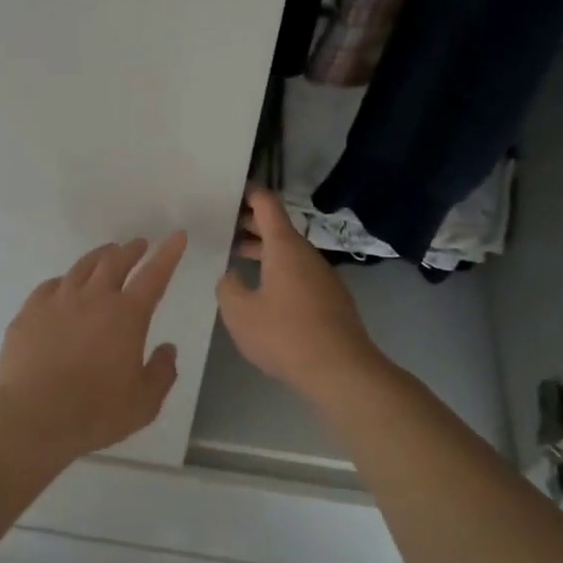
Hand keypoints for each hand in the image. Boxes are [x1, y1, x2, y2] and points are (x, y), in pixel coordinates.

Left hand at [0, 230, 188, 459]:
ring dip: (100, 257)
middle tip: (139, 245)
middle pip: (115, 262)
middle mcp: (93, 298)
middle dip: (131, 250)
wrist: (31, 416)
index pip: (154, 276)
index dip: (168, 254)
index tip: (176, 236)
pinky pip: (51, 285)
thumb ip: (161, 373)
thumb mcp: (143, 403)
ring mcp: (58, 301)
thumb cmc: (94, 412)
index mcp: (127, 315)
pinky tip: (65, 285)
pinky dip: (66, 280)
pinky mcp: (29, 312)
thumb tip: (167, 349)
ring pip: (82, 267)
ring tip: (107, 254)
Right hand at [217, 187, 388, 401]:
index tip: (228, 191)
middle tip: (222, 227)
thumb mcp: (240, 312)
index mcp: (284, 247)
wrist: (341, 371)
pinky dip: (277, 270)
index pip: (266, 204)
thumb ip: (228, 287)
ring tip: (236, 258)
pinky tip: (263, 291)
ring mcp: (322, 276)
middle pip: (277, 228)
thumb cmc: (285, 335)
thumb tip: (231, 276)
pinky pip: (299, 273)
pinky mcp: (330, 299)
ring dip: (263, 251)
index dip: (248, 193)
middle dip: (249, 224)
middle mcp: (306, 254)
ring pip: (288, 252)